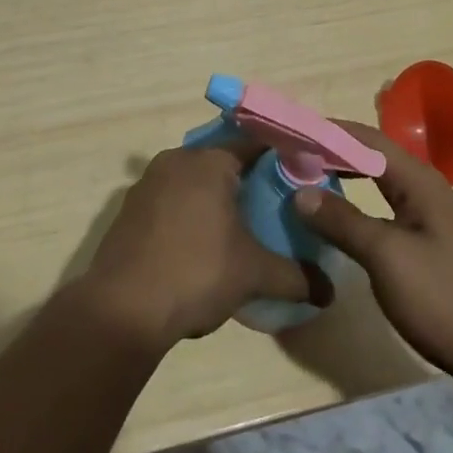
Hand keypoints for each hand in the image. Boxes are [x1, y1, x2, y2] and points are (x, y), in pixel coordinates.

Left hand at [78, 141, 320, 353]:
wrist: (122, 309)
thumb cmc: (196, 273)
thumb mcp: (253, 275)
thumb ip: (295, 277)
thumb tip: (330, 291)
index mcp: (209, 161)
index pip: (254, 144)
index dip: (279, 158)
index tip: (299, 176)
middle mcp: (176, 160)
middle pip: (221, 162)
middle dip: (245, 182)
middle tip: (272, 208)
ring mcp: (147, 183)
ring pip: (192, 182)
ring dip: (213, 200)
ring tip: (237, 231)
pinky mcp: (129, 210)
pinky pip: (169, 201)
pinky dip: (186, 215)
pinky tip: (198, 247)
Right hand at [295, 121, 452, 395]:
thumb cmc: (448, 299)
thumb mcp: (388, 258)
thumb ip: (343, 222)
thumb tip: (300, 191)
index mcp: (418, 181)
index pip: (366, 137)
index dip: (328, 131)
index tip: (289, 132)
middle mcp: (425, 190)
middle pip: (372, 156)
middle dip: (332, 152)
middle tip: (290, 156)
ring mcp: (430, 221)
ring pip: (379, 185)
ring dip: (344, 179)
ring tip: (306, 182)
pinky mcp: (431, 250)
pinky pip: (386, 213)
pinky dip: (358, 209)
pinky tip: (340, 224)